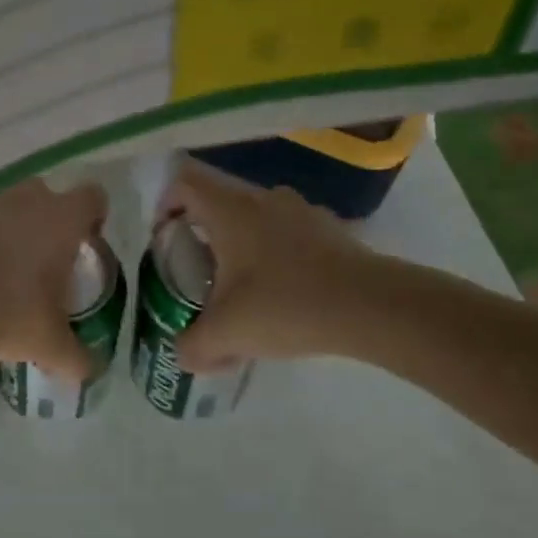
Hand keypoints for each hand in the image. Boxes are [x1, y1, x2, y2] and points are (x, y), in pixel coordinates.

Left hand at [0, 178, 108, 380]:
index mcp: (62, 219)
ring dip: (15, 234)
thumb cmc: (9, 312)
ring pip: (11, 211)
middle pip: (48, 197)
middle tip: (51, 262)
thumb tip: (91, 371)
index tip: (89, 246)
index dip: (95, 218)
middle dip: (52, 222)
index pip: (93, 198)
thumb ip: (76, 357)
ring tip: (11, 278)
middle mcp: (27, 202)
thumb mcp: (49, 343)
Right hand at [159, 159, 369, 372]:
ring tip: (242, 291)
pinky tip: (284, 297)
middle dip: (203, 236)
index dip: (166, 205)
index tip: (165, 240)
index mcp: (231, 209)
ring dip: (241, 247)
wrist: (371, 307)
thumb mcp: (226, 333)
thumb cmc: (285, 305)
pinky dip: (276, 258)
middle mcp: (264, 198)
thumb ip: (193, 346)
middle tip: (199, 275)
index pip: (185, 183)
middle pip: (219, 203)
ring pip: (256, 219)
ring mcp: (301, 211)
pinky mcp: (331, 231)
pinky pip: (288, 235)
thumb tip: (183, 355)